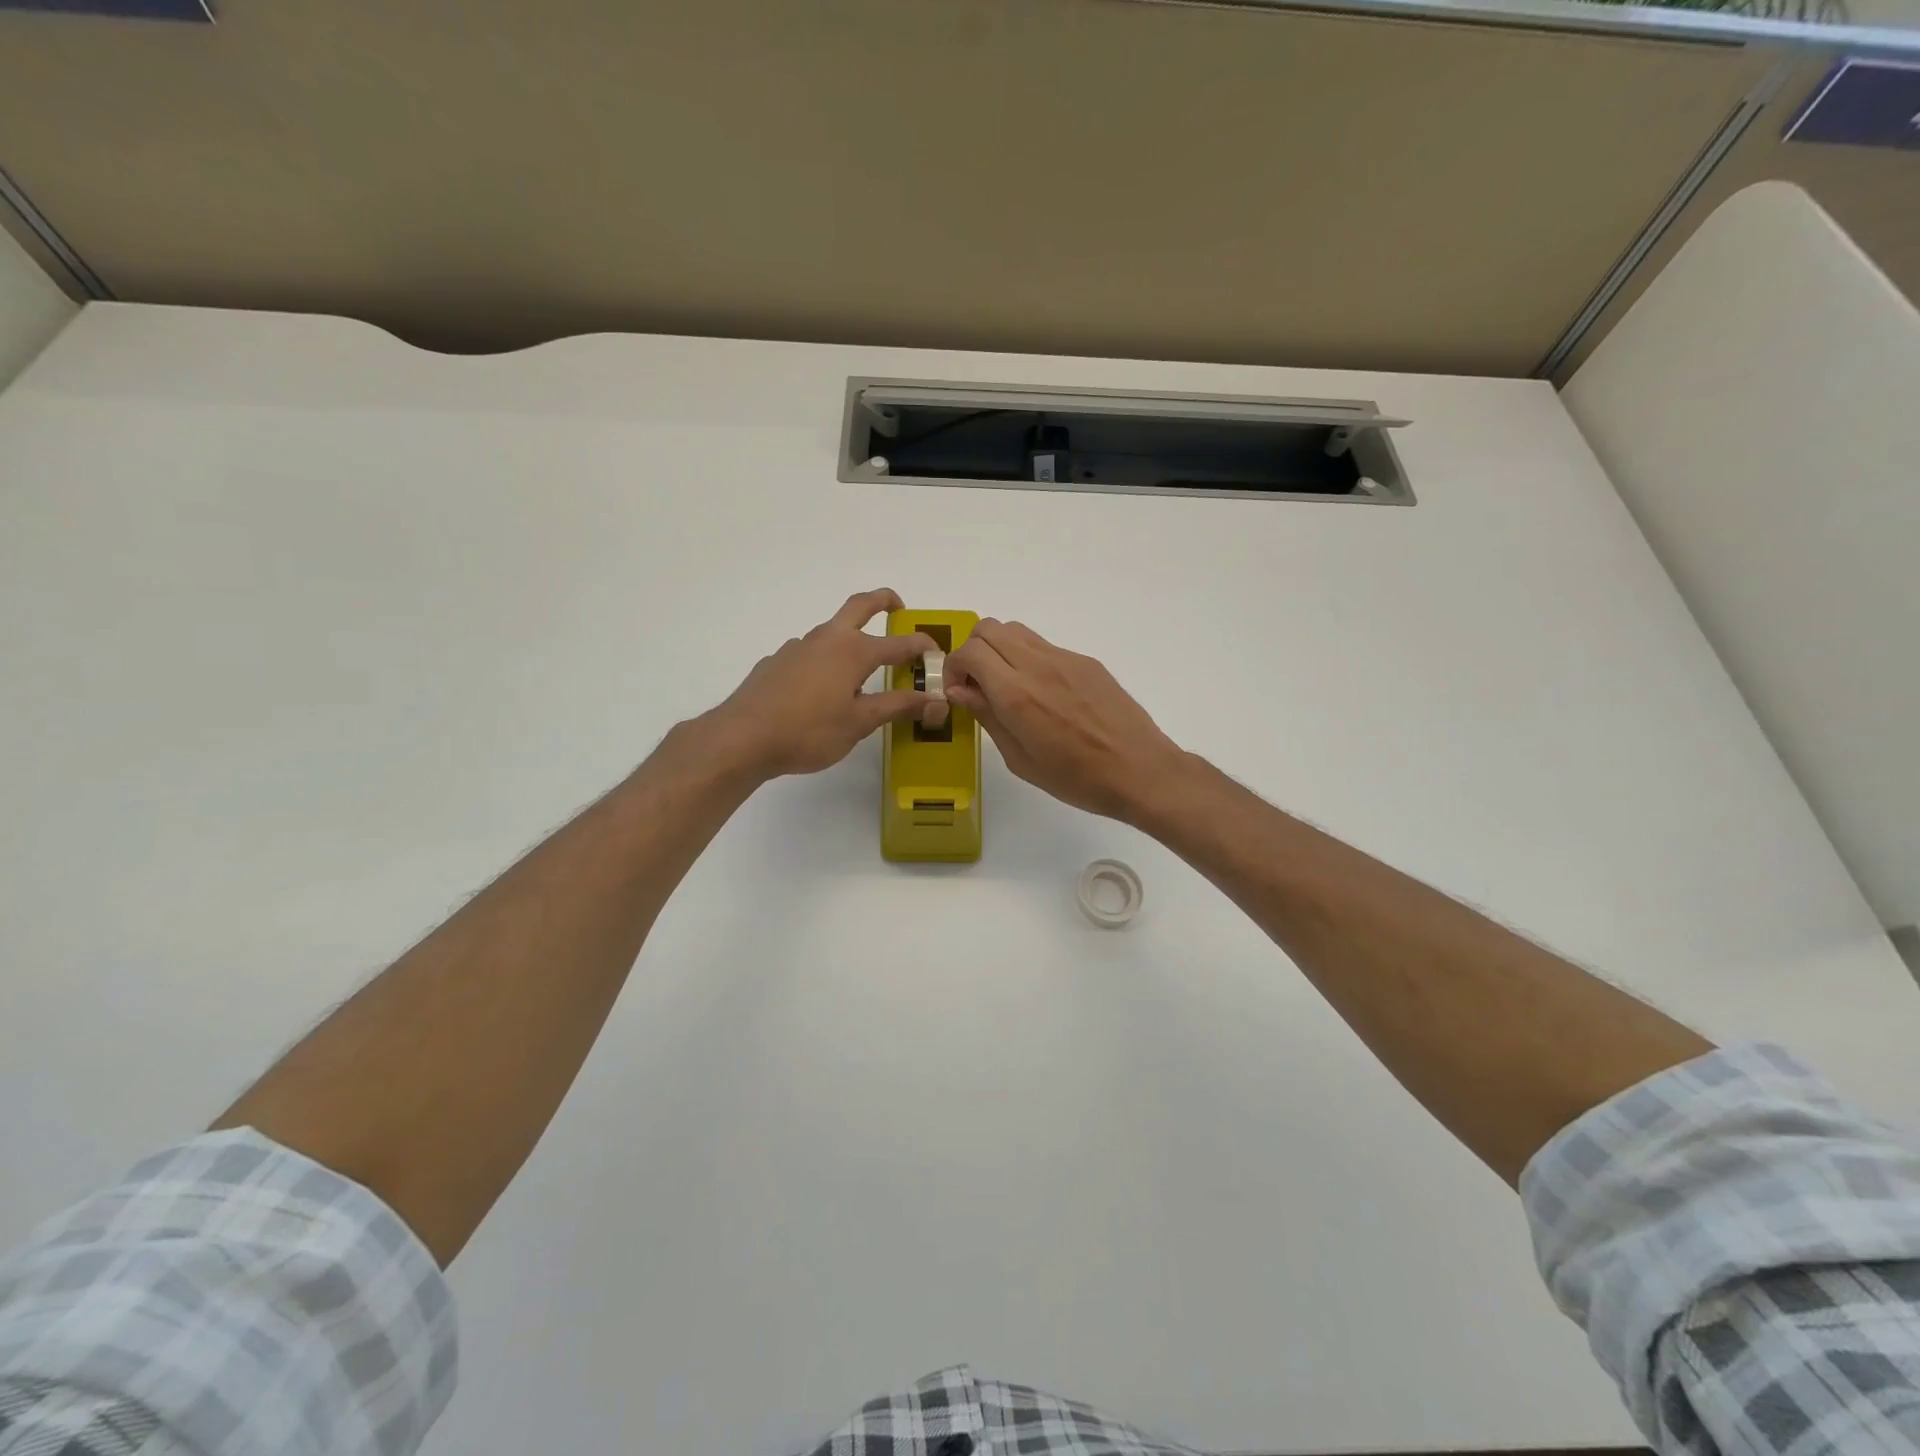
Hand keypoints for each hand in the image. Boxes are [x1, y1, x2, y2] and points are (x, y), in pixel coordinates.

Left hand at [703, 589, 943, 779]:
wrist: (742, 738)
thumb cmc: (809, 731)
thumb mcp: (860, 722)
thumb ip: (898, 707)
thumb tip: (936, 700)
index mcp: (853, 651)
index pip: (900, 643)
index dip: (923, 647)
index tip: (939, 655)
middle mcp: (826, 639)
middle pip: (859, 606)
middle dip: (883, 601)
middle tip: (899, 607)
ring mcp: (797, 648)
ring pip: (831, 632)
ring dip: (851, 638)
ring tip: (861, 670)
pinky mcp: (776, 662)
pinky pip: (809, 654)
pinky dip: (825, 661)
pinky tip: (820, 691)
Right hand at [945, 619, 1187, 821]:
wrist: (1140, 770)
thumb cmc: (1077, 779)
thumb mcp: (1021, 760)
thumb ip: (988, 718)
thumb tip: (960, 690)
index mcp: (1017, 694)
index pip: (969, 651)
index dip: (953, 668)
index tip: (958, 692)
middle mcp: (1038, 665)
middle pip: (988, 628)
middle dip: (972, 651)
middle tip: (977, 685)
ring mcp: (1065, 658)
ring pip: (1015, 630)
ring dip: (999, 649)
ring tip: (1006, 686)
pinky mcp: (1086, 661)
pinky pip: (1044, 646)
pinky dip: (1027, 658)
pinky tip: (1043, 694)